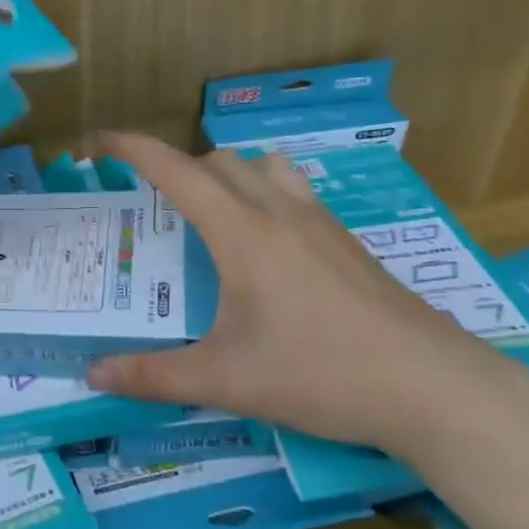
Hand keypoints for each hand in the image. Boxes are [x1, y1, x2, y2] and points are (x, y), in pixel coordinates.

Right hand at [88, 135, 520, 462]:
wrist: (435, 389)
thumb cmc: (321, 374)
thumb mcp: (227, 381)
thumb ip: (155, 375)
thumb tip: (93, 374)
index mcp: (242, 233)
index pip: (176, 171)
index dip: (134, 149)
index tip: (102, 139)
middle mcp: (280, 213)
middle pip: (218, 162)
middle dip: (176, 168)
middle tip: (151, 204)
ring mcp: (321, 224)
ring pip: (264, 168)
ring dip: (228, 174)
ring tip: (211, 212)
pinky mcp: (350, 244)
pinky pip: (295, 192)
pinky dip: (264, 195)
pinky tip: (267, 246)